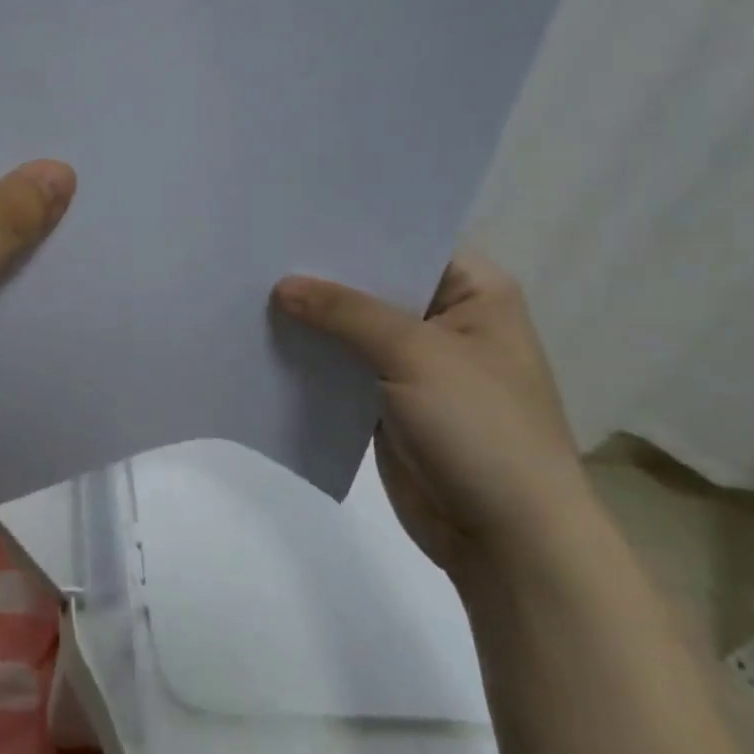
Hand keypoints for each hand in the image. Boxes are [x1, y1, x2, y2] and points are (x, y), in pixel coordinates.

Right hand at [273, 252, 594, 580]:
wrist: (506, 537)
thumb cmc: (480, 428)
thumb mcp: (414, 355)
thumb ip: (346, 313)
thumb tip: (282, 285)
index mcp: (474, 292)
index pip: (408, 241)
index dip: (355, 230)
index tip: (296, 215)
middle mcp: (444, 319)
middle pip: (374, 285)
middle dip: (323, 276)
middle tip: (259, 251)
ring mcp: (415, 364)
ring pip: (353, 329)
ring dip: (312, 319)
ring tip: (247, 290)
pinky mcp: (388, 402)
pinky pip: (342, 369)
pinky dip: (312, 360)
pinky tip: (265, 342)